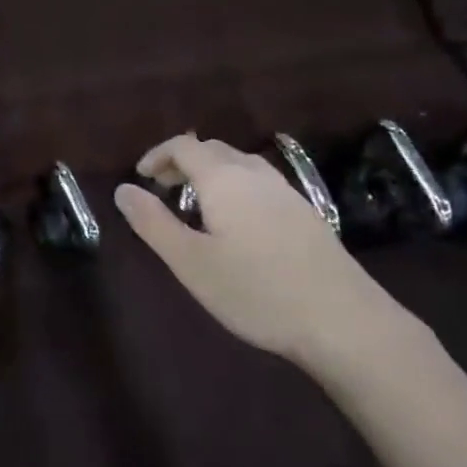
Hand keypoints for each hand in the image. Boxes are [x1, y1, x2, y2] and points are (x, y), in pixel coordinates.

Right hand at [114, 134, 424, 376]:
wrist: (343, 320)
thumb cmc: (257, 291)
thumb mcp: (191, 262)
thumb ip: (153, 222)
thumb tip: (122, 190)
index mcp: (223, 178)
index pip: (184, 146)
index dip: (157, 155)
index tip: (140, 176)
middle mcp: (255, 174)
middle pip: (212, 149)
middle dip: (182, 162)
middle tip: (162, 189)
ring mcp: (286, 191)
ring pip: (239, 164)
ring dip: (211, 172)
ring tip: (196, 203)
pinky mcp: (306, 213)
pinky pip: (259, 182)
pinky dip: (235, 186)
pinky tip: (238, 221)